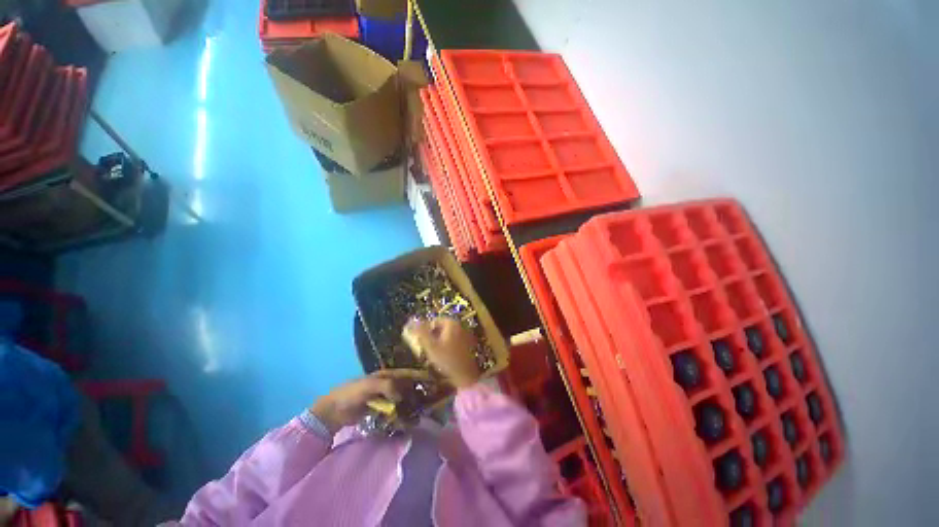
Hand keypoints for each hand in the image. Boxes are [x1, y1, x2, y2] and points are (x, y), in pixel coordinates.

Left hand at [310, 370, 428, 433]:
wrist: (333, 411)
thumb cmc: (352, 393)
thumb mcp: (370, 386)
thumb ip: (387, 386)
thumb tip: (403, 396)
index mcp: (388, 375)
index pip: (408, 373)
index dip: (420, 376)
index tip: (434, 381)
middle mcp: (389, 385)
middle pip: (408, 387)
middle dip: (419, 392)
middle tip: (432, 401)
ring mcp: (385, 398)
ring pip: (403, 400)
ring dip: (412, 405)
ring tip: (423, 413)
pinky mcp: (381, 411)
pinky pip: (395, 412)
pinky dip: (402, 415)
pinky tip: (409, 421)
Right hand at [403, 317, 480, 388]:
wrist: (466, 375)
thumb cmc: (447, 360)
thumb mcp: (430, 346)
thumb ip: (420, 332)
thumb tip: (410, 321)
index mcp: (451, 323)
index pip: (434, 321)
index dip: (425, 331)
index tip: (422, 342)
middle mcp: (460, 325)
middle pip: (441, 327)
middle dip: (432, 337)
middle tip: (427, 349)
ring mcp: (465, 334)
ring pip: (447, 335)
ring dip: (439, 342)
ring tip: (434, 355)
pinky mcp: (468, 343)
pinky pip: (454, 341)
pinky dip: (447, 346)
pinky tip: (444, 357)